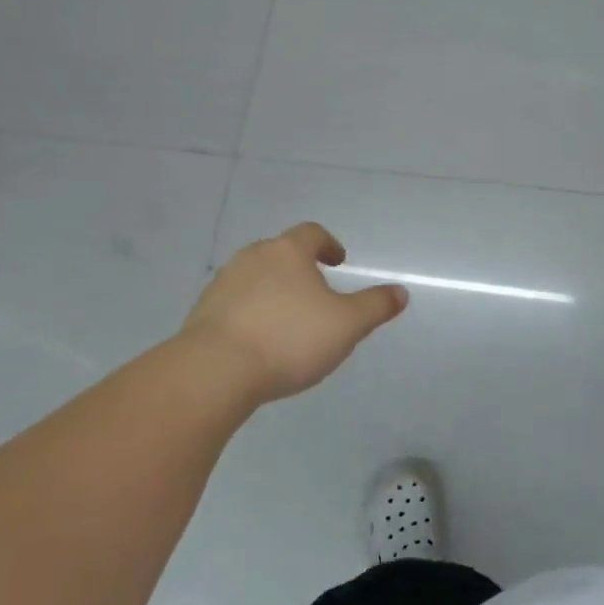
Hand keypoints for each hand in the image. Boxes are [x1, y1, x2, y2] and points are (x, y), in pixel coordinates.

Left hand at [181, 223, 407, 402]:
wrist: (215, 370)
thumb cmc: (290, 338)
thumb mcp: (347, 325)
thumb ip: (376, 306)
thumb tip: (400, 292)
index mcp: (288, 252)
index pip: (311, 233)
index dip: (329, 244)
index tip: (338, 262)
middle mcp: (252, 258)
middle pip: (280, 253)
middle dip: (300, 269)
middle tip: (317, 293)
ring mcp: (222, 284)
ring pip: (255, 278)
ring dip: (274, 291)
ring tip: (289, 320)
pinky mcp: (203, 312)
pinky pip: (235, 304)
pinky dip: (251, 313)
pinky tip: (261, 341)